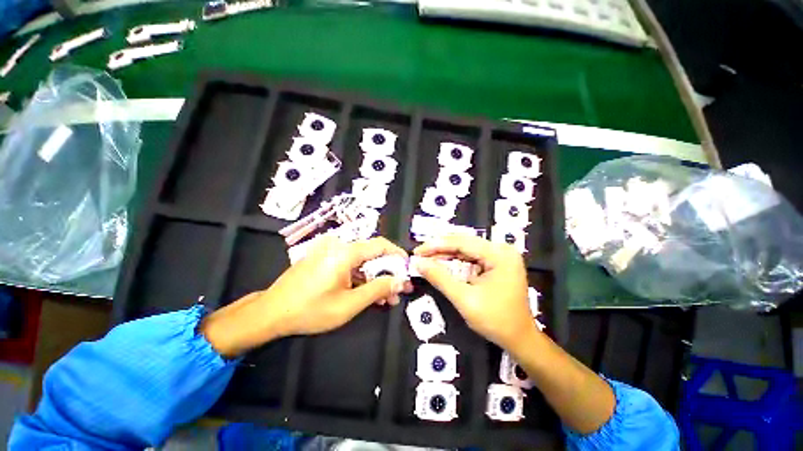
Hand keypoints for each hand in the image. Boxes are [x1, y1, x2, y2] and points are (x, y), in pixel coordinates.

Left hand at [202, 236, 411, 356]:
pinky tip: (369, 293)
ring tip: (387, 297)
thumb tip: (400, 281)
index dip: (397, 255)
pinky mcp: (325, 259)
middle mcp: (339, 246)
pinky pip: (350, 265)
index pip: (380, 245)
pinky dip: (362, 278)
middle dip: (389, 272)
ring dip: (376, 278)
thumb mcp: (349, 304)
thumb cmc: (310, 310)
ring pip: (362, 262)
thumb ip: (378, 290)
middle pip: (372, 255)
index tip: (408, 269)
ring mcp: (330, 252)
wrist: (271, 313)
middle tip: (400, 290)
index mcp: (345, 252)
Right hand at [413, 234, 538, 351]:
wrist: (519, 339)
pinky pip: (471, 258)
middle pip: (463, 243)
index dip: (436, 245)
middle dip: (439, 249)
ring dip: (445, 255)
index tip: (417, 251)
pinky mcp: (496, 263)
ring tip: (426, 259)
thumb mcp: (464, 299)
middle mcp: (501, 250)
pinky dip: (454, 261)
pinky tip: (441, 264)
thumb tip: (419, 263)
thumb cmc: (496, 321)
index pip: (461, 242)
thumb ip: (440, 278)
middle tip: (419, 255)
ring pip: (465, 249)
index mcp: (499, 254)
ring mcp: (500, 256)